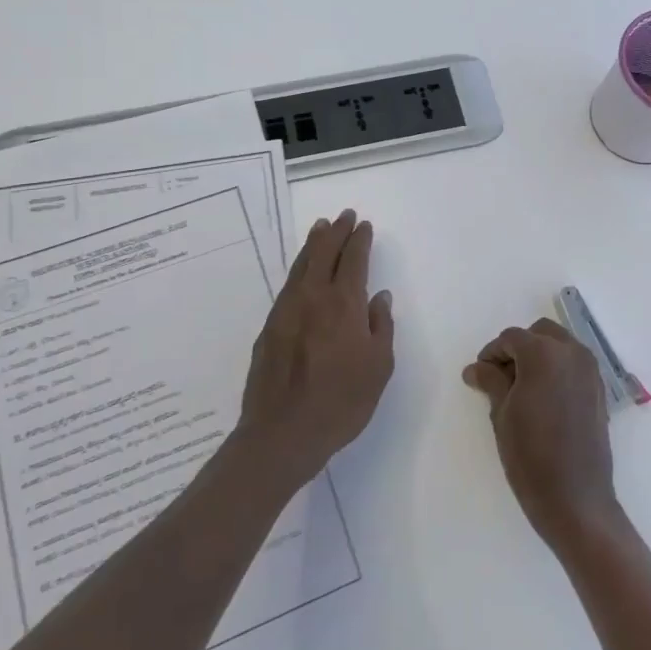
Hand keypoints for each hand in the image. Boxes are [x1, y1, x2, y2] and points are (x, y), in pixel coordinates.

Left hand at [238, 210, 394, 490]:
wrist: (283, 433)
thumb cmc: (341, 403)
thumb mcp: (379, 368)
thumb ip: (381, 326)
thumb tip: (378, 296)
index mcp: (344, 304)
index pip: (353, 260)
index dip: (359, 240)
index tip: (364, 225)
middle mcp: (313, 298)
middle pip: (324, 253)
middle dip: (336, 232)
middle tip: (344, 216)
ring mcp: (287, 311)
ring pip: (301, 265)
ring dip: (314, 244)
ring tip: (321, 228)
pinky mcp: (269, 327)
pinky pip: (288, 285)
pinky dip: (299, 268)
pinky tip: (302, 271)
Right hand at [462, 318, 620, 553]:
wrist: (575, 499)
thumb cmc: (530, 455)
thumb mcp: (501, 414)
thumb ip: (490, 381)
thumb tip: (476, 368)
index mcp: (543, 354)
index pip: (511, 338)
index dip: (491, 353)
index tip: (479, 375)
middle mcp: (571, 353)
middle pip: (539, 334)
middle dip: (519, 349)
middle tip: (501, 378)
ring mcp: (590, 371)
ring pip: (560, 346)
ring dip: (540, 357)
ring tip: (522, 389)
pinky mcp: (599, 390)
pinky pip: (574, 365)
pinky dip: (558, 370)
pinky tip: (544, 399)